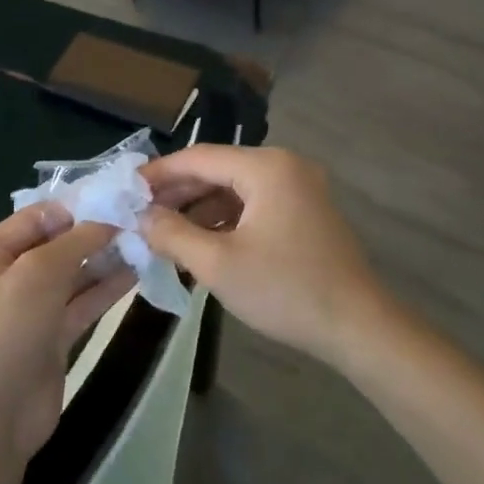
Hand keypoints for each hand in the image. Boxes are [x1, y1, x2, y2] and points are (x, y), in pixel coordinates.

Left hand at [0, 203, 135, 457]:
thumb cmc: (4, 335)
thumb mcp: (36, 275)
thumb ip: (75, 242)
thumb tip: (109, 217)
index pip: (36, 217)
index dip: (76, 206)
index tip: (119, 196)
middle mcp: (5, 278)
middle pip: (56, 244)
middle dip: (95, 232)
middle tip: (140, 218)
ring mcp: (29, 310)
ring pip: (73, 274)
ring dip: (105, 258)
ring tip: (146, 240)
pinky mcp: (51, 337)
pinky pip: (82, 303)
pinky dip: (106, 288)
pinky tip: (136, 271)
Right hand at [139, 146, 394, 370]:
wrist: (357, 326)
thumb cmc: (285, 290)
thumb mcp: (218, 264)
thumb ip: (173, 234)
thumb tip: (142, 216)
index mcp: (267, 167)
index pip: (199, 157)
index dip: (159, 173)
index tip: (126, 190)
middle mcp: (285, 166)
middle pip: (219, 170)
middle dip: (179, 193)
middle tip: (140, 215)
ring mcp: (300, 188)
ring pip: (236, 189)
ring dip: (201, 209)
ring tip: (164, 233)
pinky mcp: (307, 212)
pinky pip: (256, 205)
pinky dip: (227, 220)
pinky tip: (202, 243)